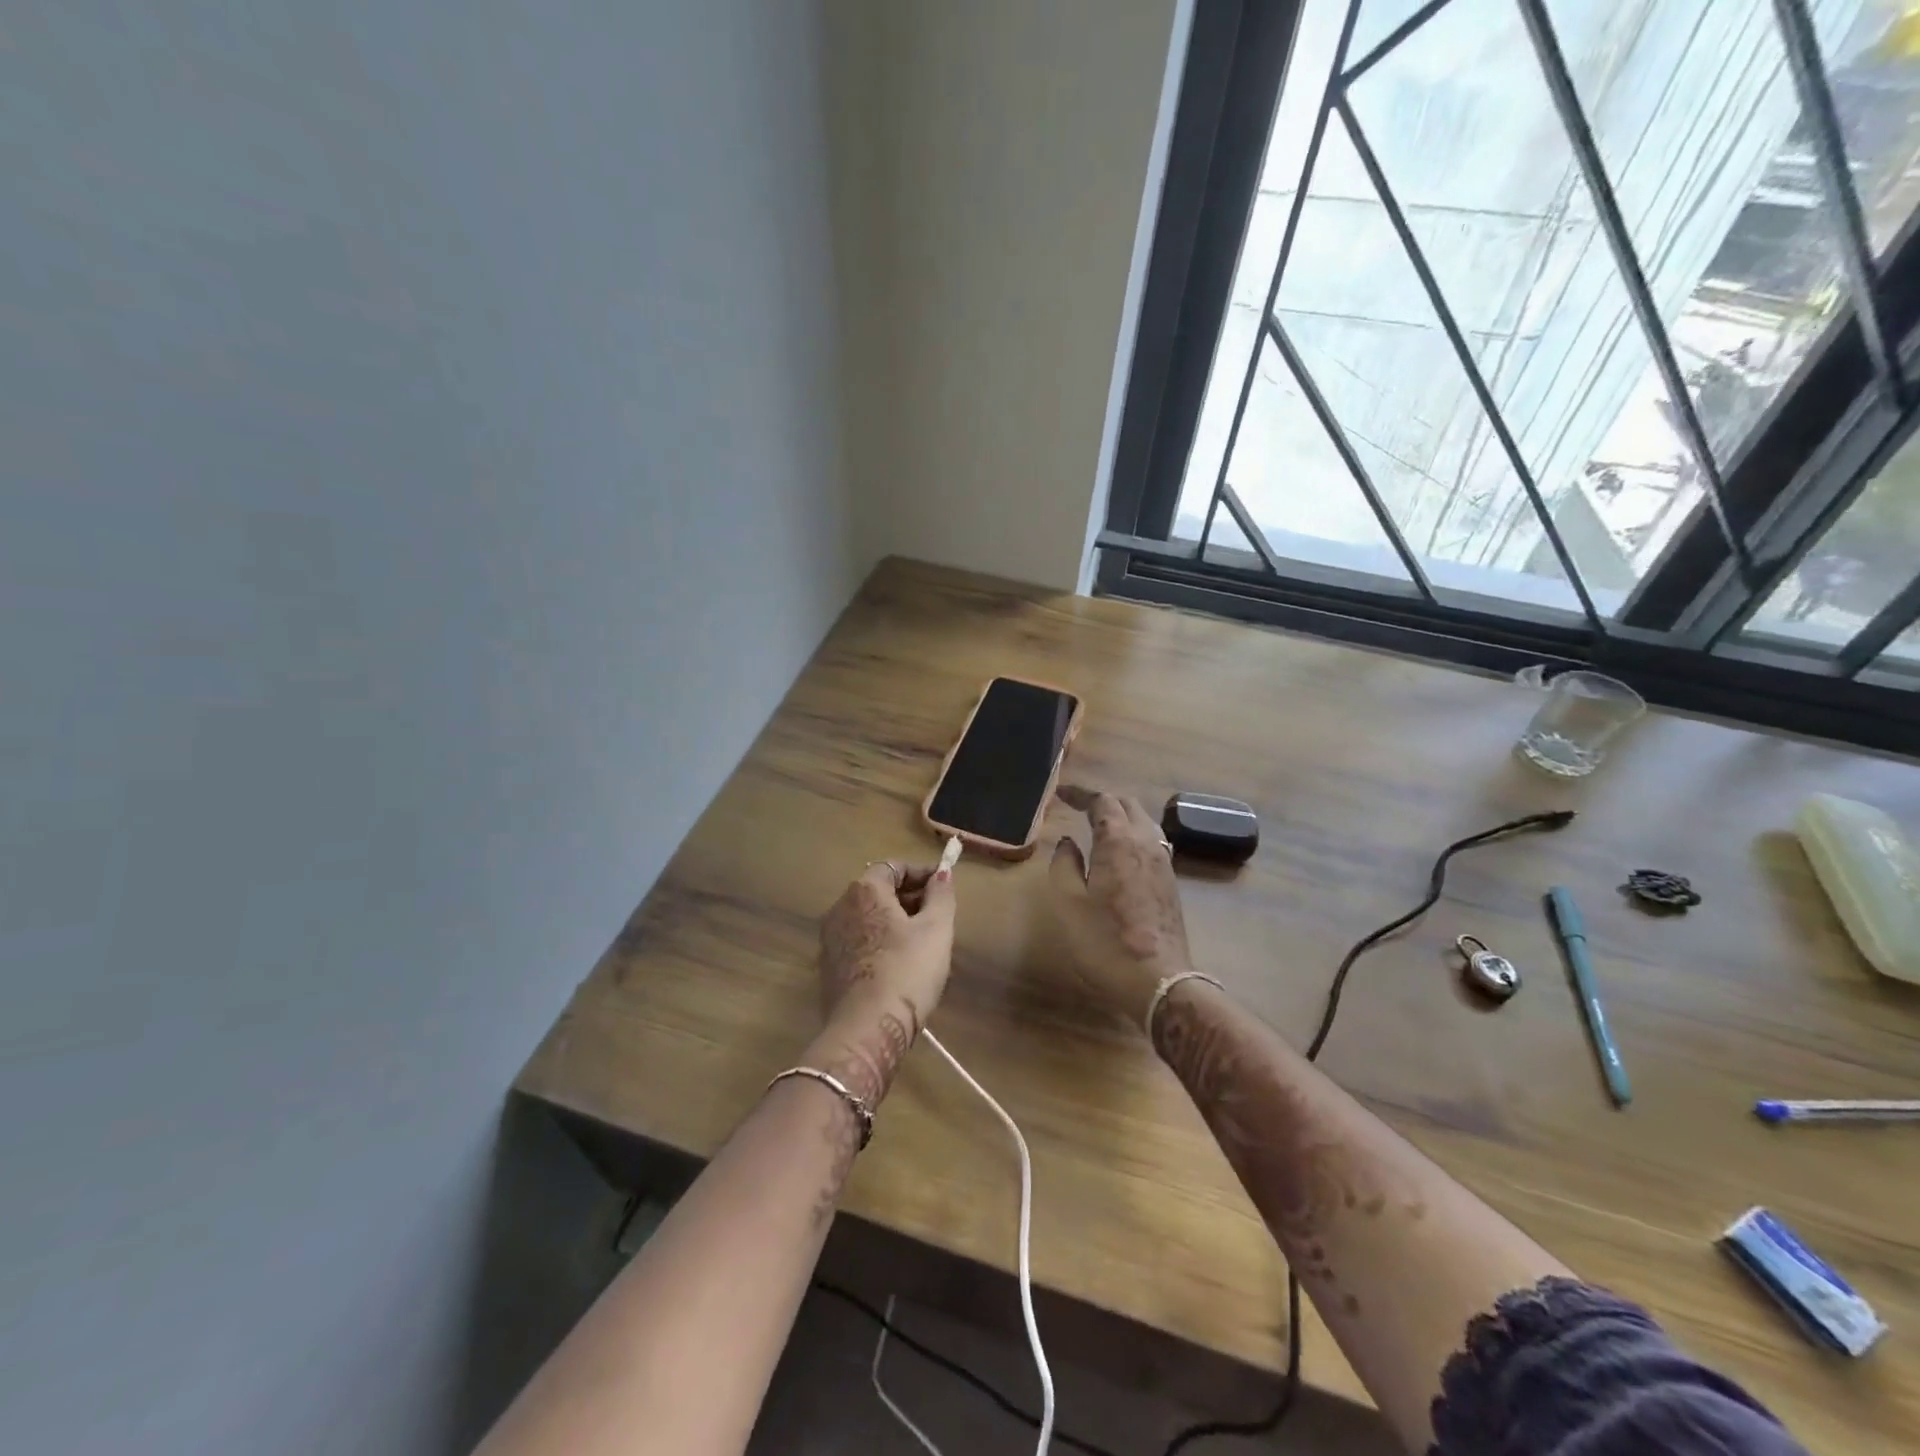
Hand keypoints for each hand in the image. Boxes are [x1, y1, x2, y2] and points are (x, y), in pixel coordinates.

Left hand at [810, 859, 956, 1105]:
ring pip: (868, 917)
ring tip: (924, 940)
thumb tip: (943, 874)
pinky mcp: (829, 967)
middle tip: (938, 915)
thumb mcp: (937, 929)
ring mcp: (830, 938)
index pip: (893, 866)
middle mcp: (840, 907)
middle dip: (910, 897)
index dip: (922, 872)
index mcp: (864, 891)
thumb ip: (941, 895)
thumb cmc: (907, 971)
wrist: (866, 1030)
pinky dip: (880, 941)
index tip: (944, 886)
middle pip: (878, 890)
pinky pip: (859, 941)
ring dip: (895, 920)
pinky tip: (901, 964)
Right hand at [1048, 786, 1192, 1026]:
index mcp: (1118, 841)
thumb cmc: (1104, 941)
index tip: (1061, 793)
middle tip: (1079, 806)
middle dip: (1103, 799)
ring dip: (1122, 815)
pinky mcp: (1171, 882)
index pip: (1102, 800)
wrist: (1158, 981)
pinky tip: (1121, 851)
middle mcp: (1146, 843)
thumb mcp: (1068, 902)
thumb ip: (1064, 864)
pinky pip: (1152, 841)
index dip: (1080, 793)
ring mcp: (1164, 862)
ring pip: (1144, 822)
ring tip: (1099, 824)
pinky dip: (1133, 834)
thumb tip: (1068, 842)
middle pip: (1128, 805)